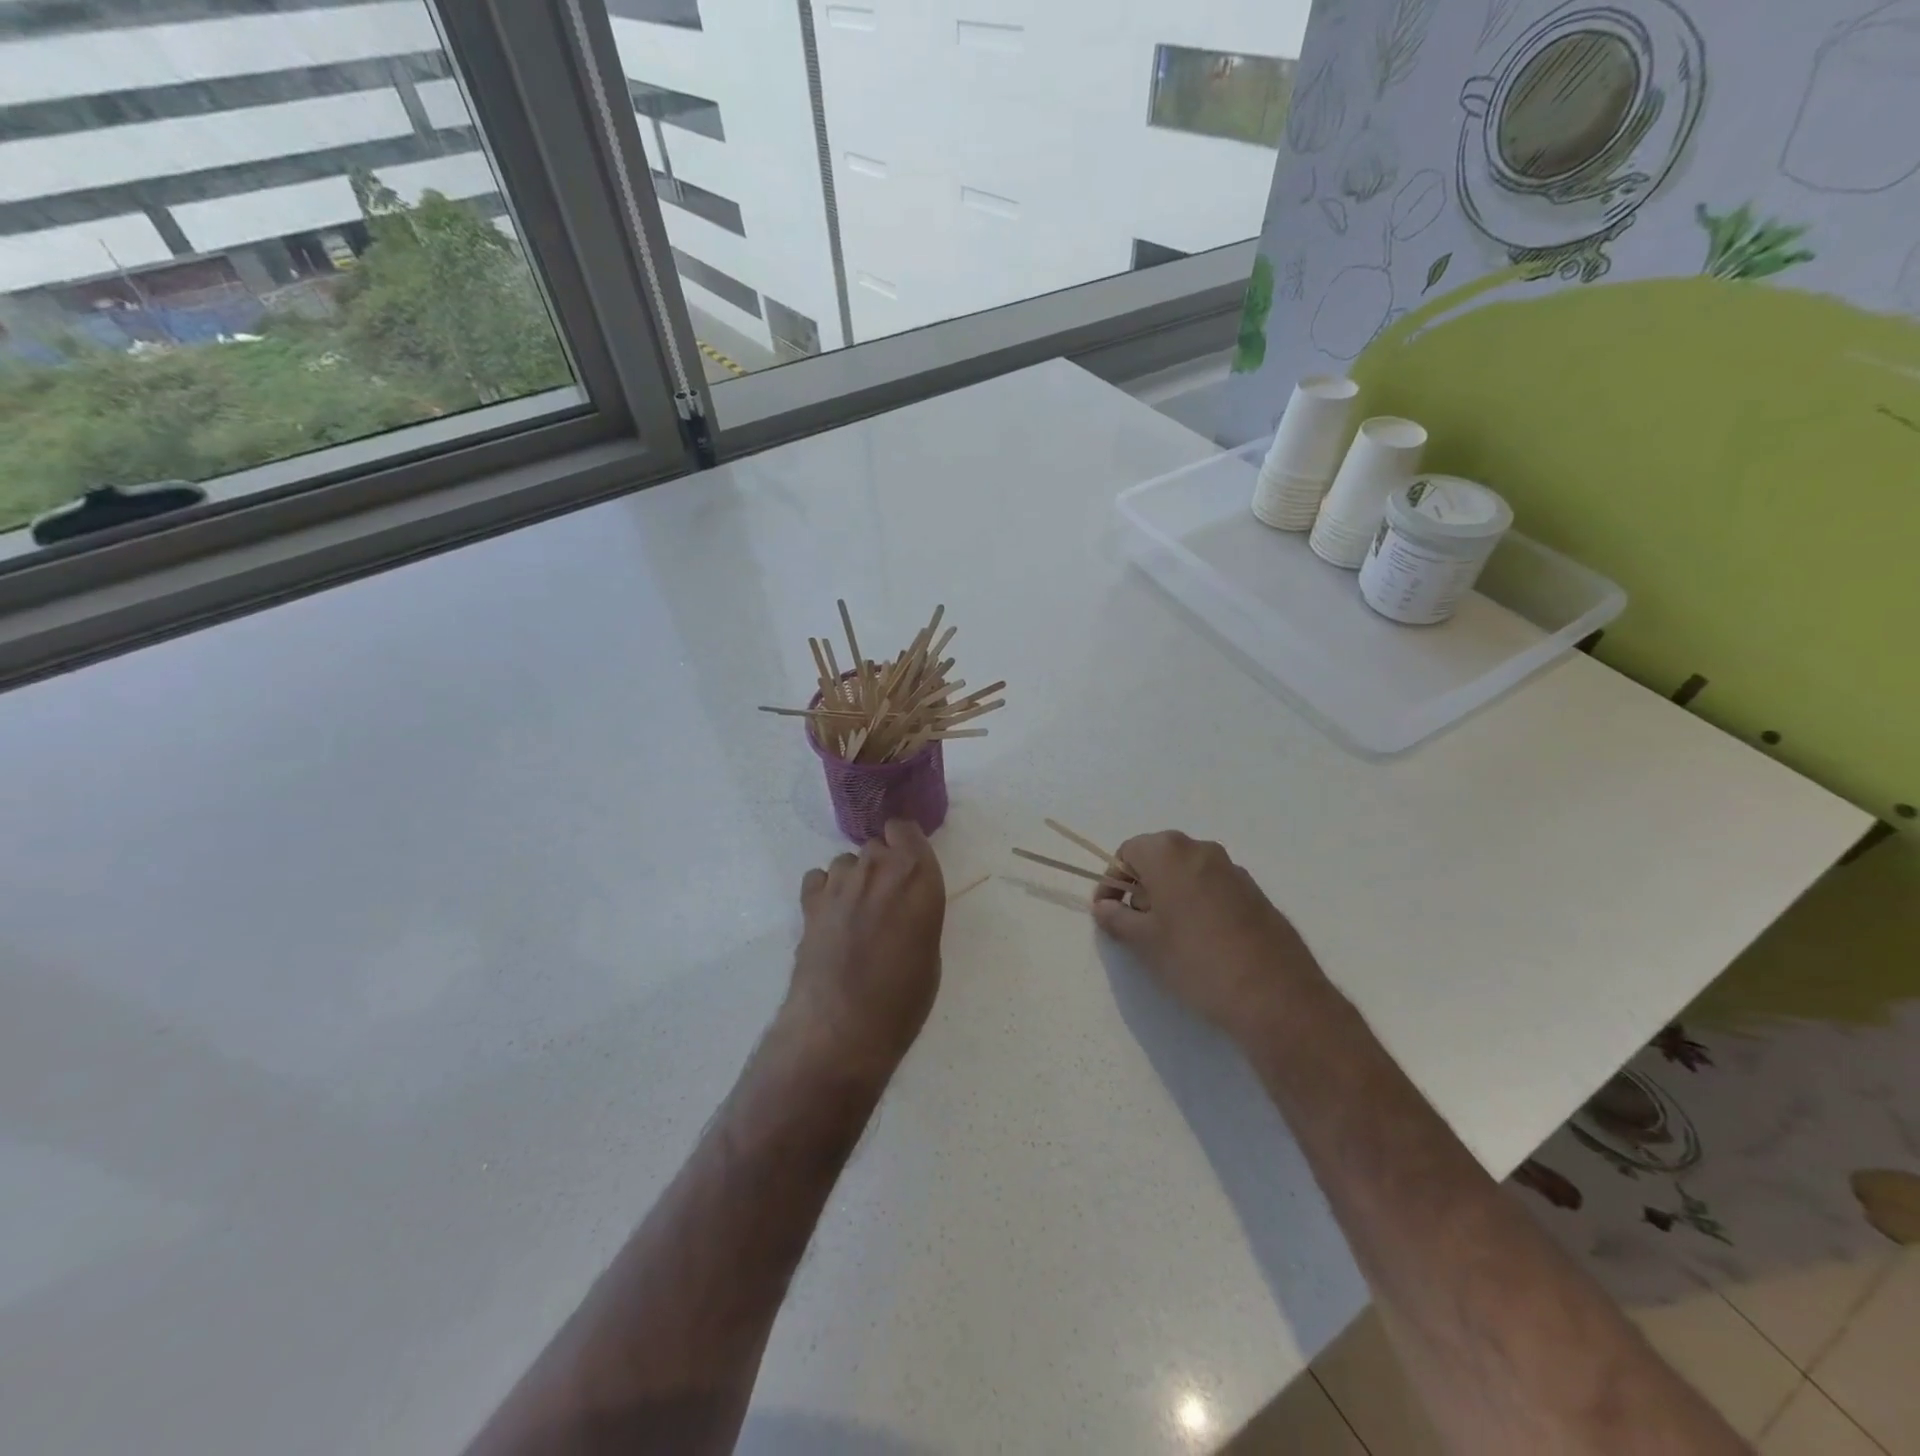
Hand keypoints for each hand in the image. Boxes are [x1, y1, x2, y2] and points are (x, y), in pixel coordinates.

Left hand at [785, 820, 945, 1078]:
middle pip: (875, 846)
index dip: (904, 843)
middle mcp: (878, 868)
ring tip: (854, 913)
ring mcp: (839, 883)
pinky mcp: (809, 902)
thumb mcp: (929, 950)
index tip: (906, 864)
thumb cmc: (903, 997)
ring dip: (852, 879)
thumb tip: (902, 908)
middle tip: (883, 901)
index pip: (905, 829)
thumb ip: (917, 911)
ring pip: (845, 861)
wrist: (843, 1025)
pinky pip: (818, 878)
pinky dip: (824, 891)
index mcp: (917, 876)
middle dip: (881, 866)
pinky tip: (829, 917)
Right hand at [1092, 831, 1323, 1041]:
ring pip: (1187, 873)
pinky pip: (1213, 889)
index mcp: (1170, 853)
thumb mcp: (1144, 942)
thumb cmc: (1196, 960)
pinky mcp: (1256, 894)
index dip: (1112, 881)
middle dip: (1141, 887)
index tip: (1107, 912)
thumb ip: (1117, 918)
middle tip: (1135, 924)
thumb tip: (1103, 907)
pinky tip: (1200, 942)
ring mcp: (1234, 871)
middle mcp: (1202, 851)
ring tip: (1167, 936)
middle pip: (1158, 858)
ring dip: (1170, 896)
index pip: (1127, 852)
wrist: (1276, 995)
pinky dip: (1197, 904)